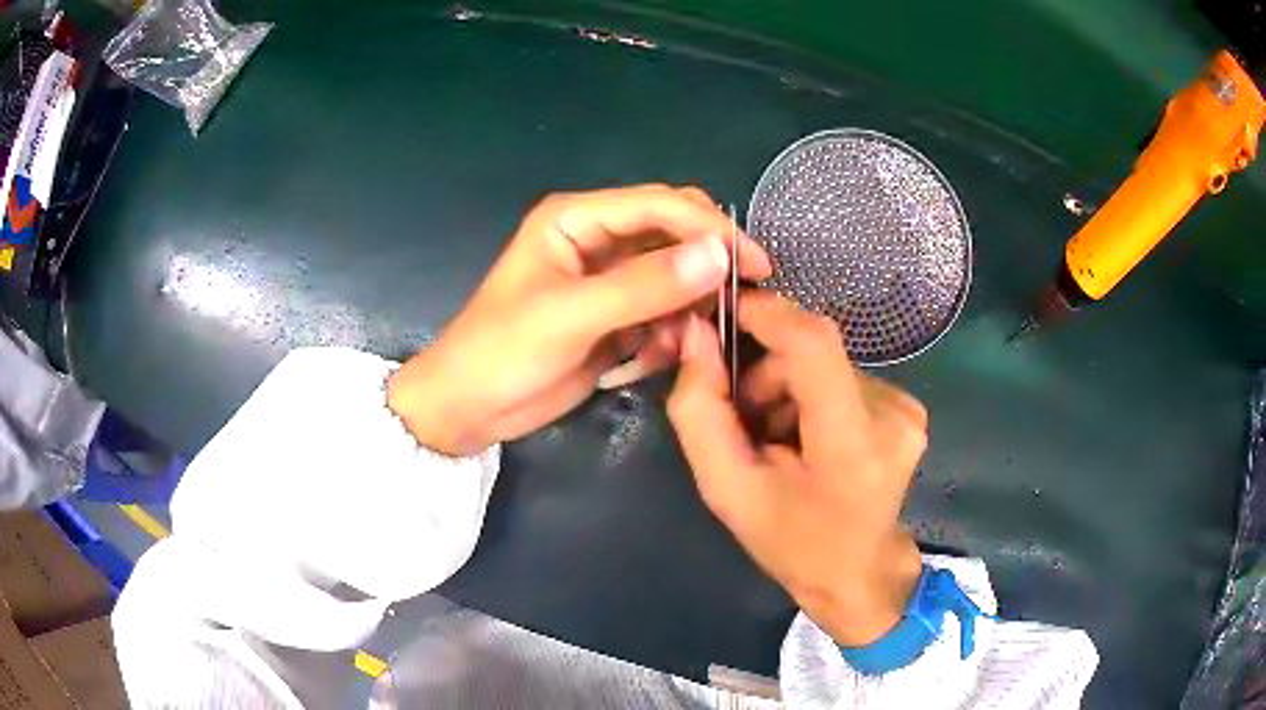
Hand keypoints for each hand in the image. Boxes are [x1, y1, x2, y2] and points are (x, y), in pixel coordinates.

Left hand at [388, 185, 771, 455]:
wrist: (468, 408)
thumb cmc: (502, 352)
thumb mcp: (571, 316)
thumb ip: (645, 285)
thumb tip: (720, 254)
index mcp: (577, 219)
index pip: (661, 205)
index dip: (711, 229)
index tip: (755, 266)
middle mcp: (597, 238)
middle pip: (674, 234)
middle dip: (704, 267)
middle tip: (731, 304)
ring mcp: (608, 279)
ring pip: (674, 277)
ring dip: (683, 310)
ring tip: (668, 346)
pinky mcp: (614, 316)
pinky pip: (662, 313)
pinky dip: (666, 335)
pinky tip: (645, 361)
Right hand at [667, 291, 925, 646]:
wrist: (858, 573)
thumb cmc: (791, 543)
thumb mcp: (727, 489)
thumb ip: (700, 410)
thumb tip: (695, 333)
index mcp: (851, 444)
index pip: (813, 344)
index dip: (766, 313)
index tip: (723, 310)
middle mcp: (892, 415)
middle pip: (813, 353)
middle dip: (766, 371)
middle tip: (745, 420)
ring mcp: (907, 410)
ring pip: (826, 364)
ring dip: (788, 387)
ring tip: (777, 438)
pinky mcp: (908, 407)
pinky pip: (843, 378)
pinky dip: (813, 396)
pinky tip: (806, 437)